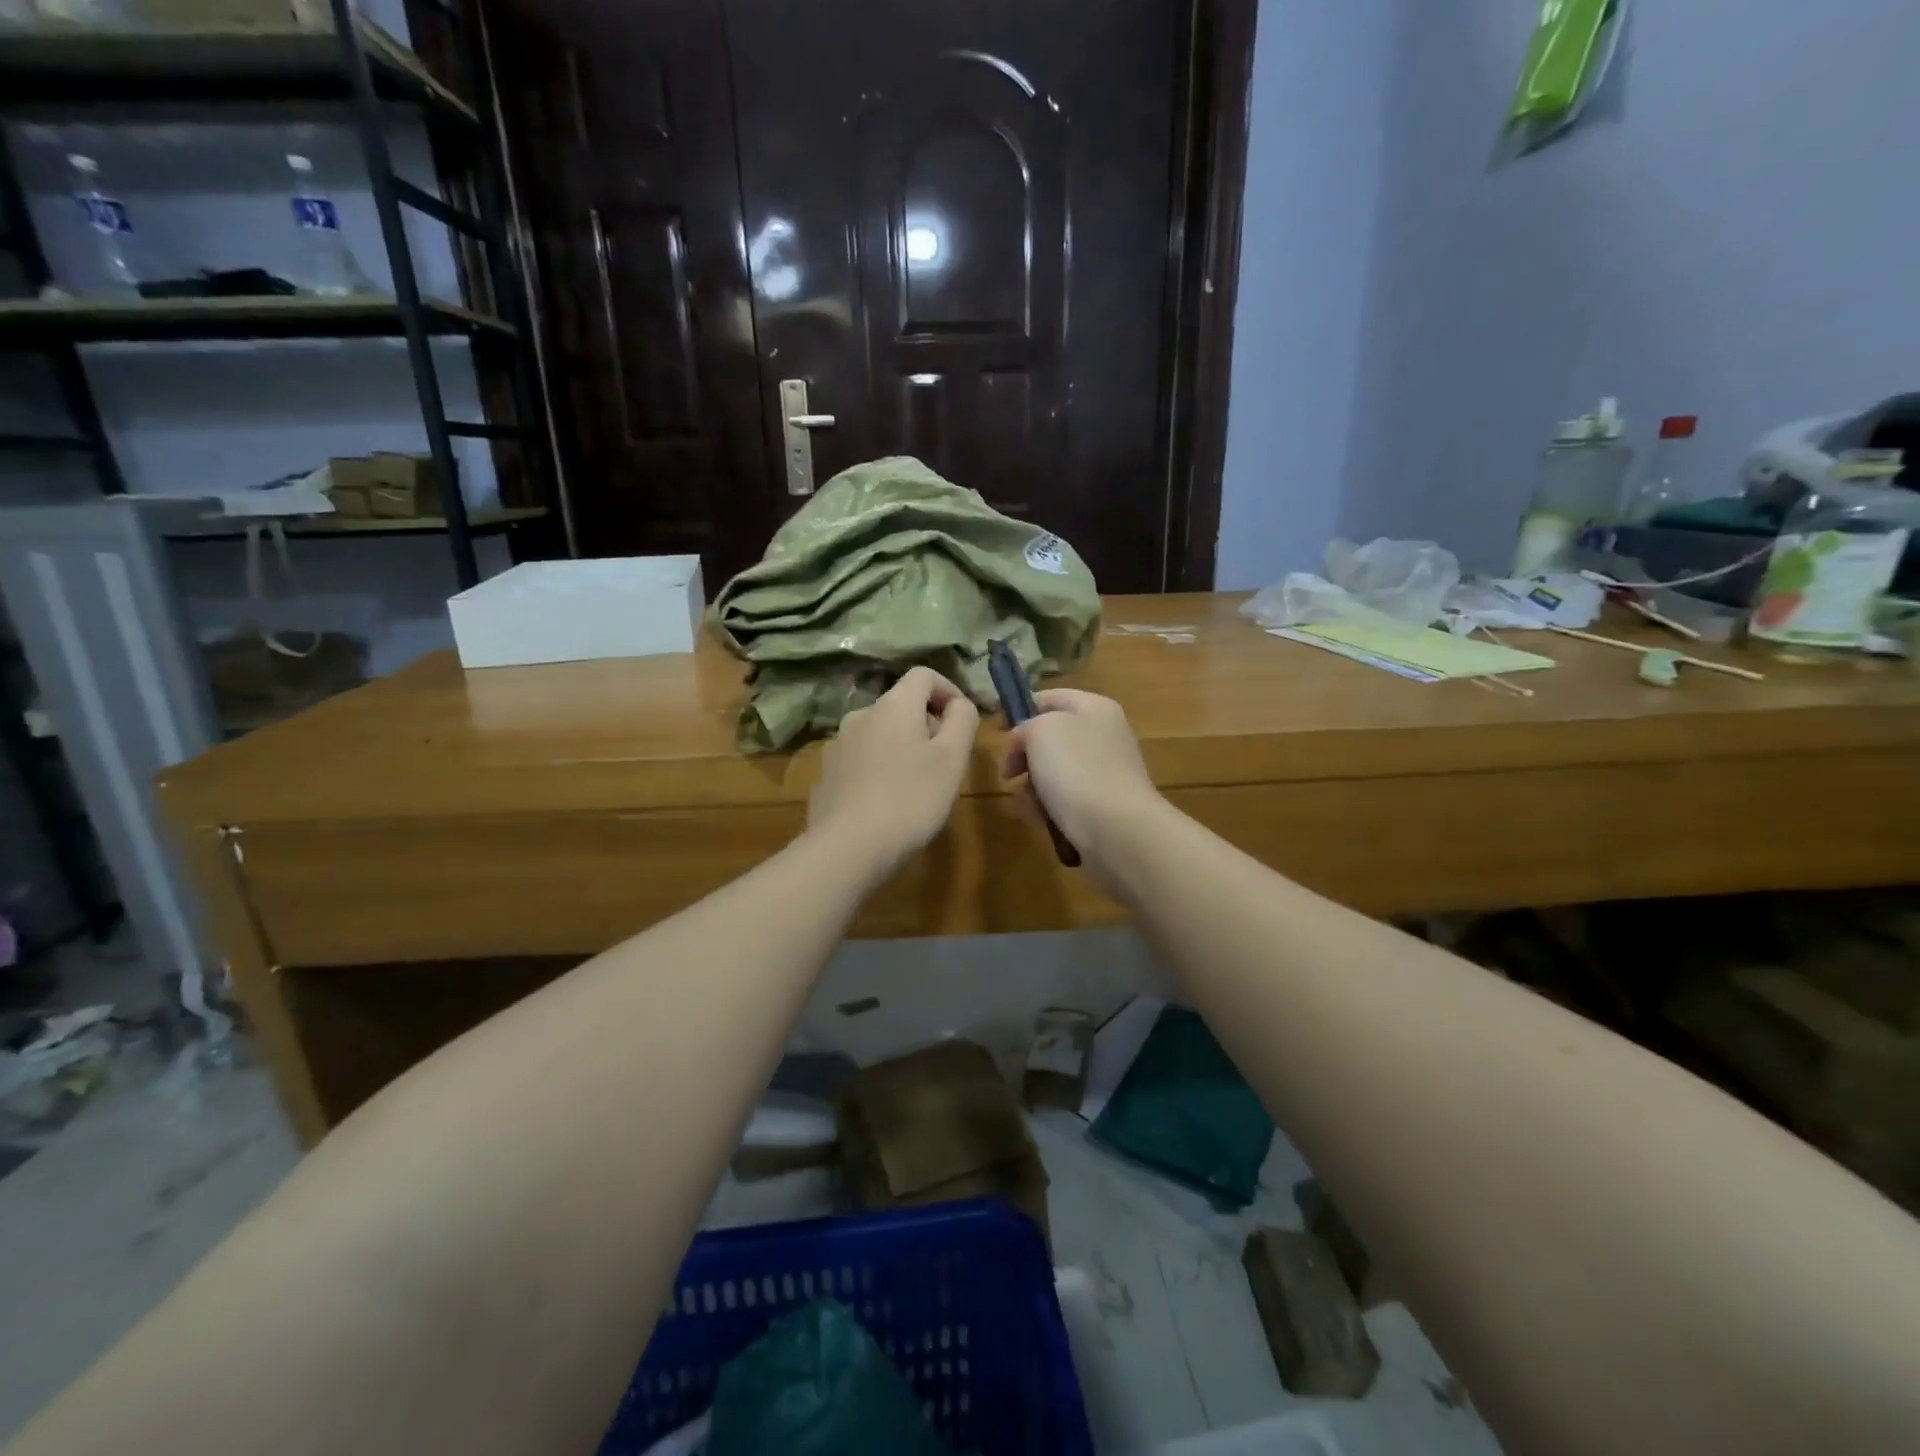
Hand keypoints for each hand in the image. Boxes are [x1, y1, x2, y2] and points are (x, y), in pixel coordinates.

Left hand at [809, 666, 979, 876]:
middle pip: (902, 705)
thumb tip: (959, 705)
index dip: (949, 691)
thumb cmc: (911, 799)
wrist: (848, 846)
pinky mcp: (828, 773)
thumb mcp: (952, 758)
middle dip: (928, 724)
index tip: (963, 723)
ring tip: (919, 786)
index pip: (924, 675)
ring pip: (882, 733)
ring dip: (904, 747)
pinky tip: (889, 802)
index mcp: (894, 705)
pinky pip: (863, 759)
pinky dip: (882, 768)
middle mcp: (862, 714)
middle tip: (946, 762)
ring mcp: (839, 744)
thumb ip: (963, 721)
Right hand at [1005, 689, 1166, 888]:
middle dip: (1024, 756)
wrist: (1116, 830)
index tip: (996, 731)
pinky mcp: (1103, 805)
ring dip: (1031, 786)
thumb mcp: (1041, 731)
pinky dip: (1048, 807)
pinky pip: (1065, 799)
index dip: (1020, 709)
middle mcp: (1104, 735)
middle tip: (1009, 773)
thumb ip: (1026, 726)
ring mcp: (1106, 772)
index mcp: (1095, 708)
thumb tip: (1025, 742)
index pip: (1050, 697)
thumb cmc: (1076, 770)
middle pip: (1050, 738)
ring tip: (1027, 802)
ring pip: (1053, 771)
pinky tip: (1041, 819)